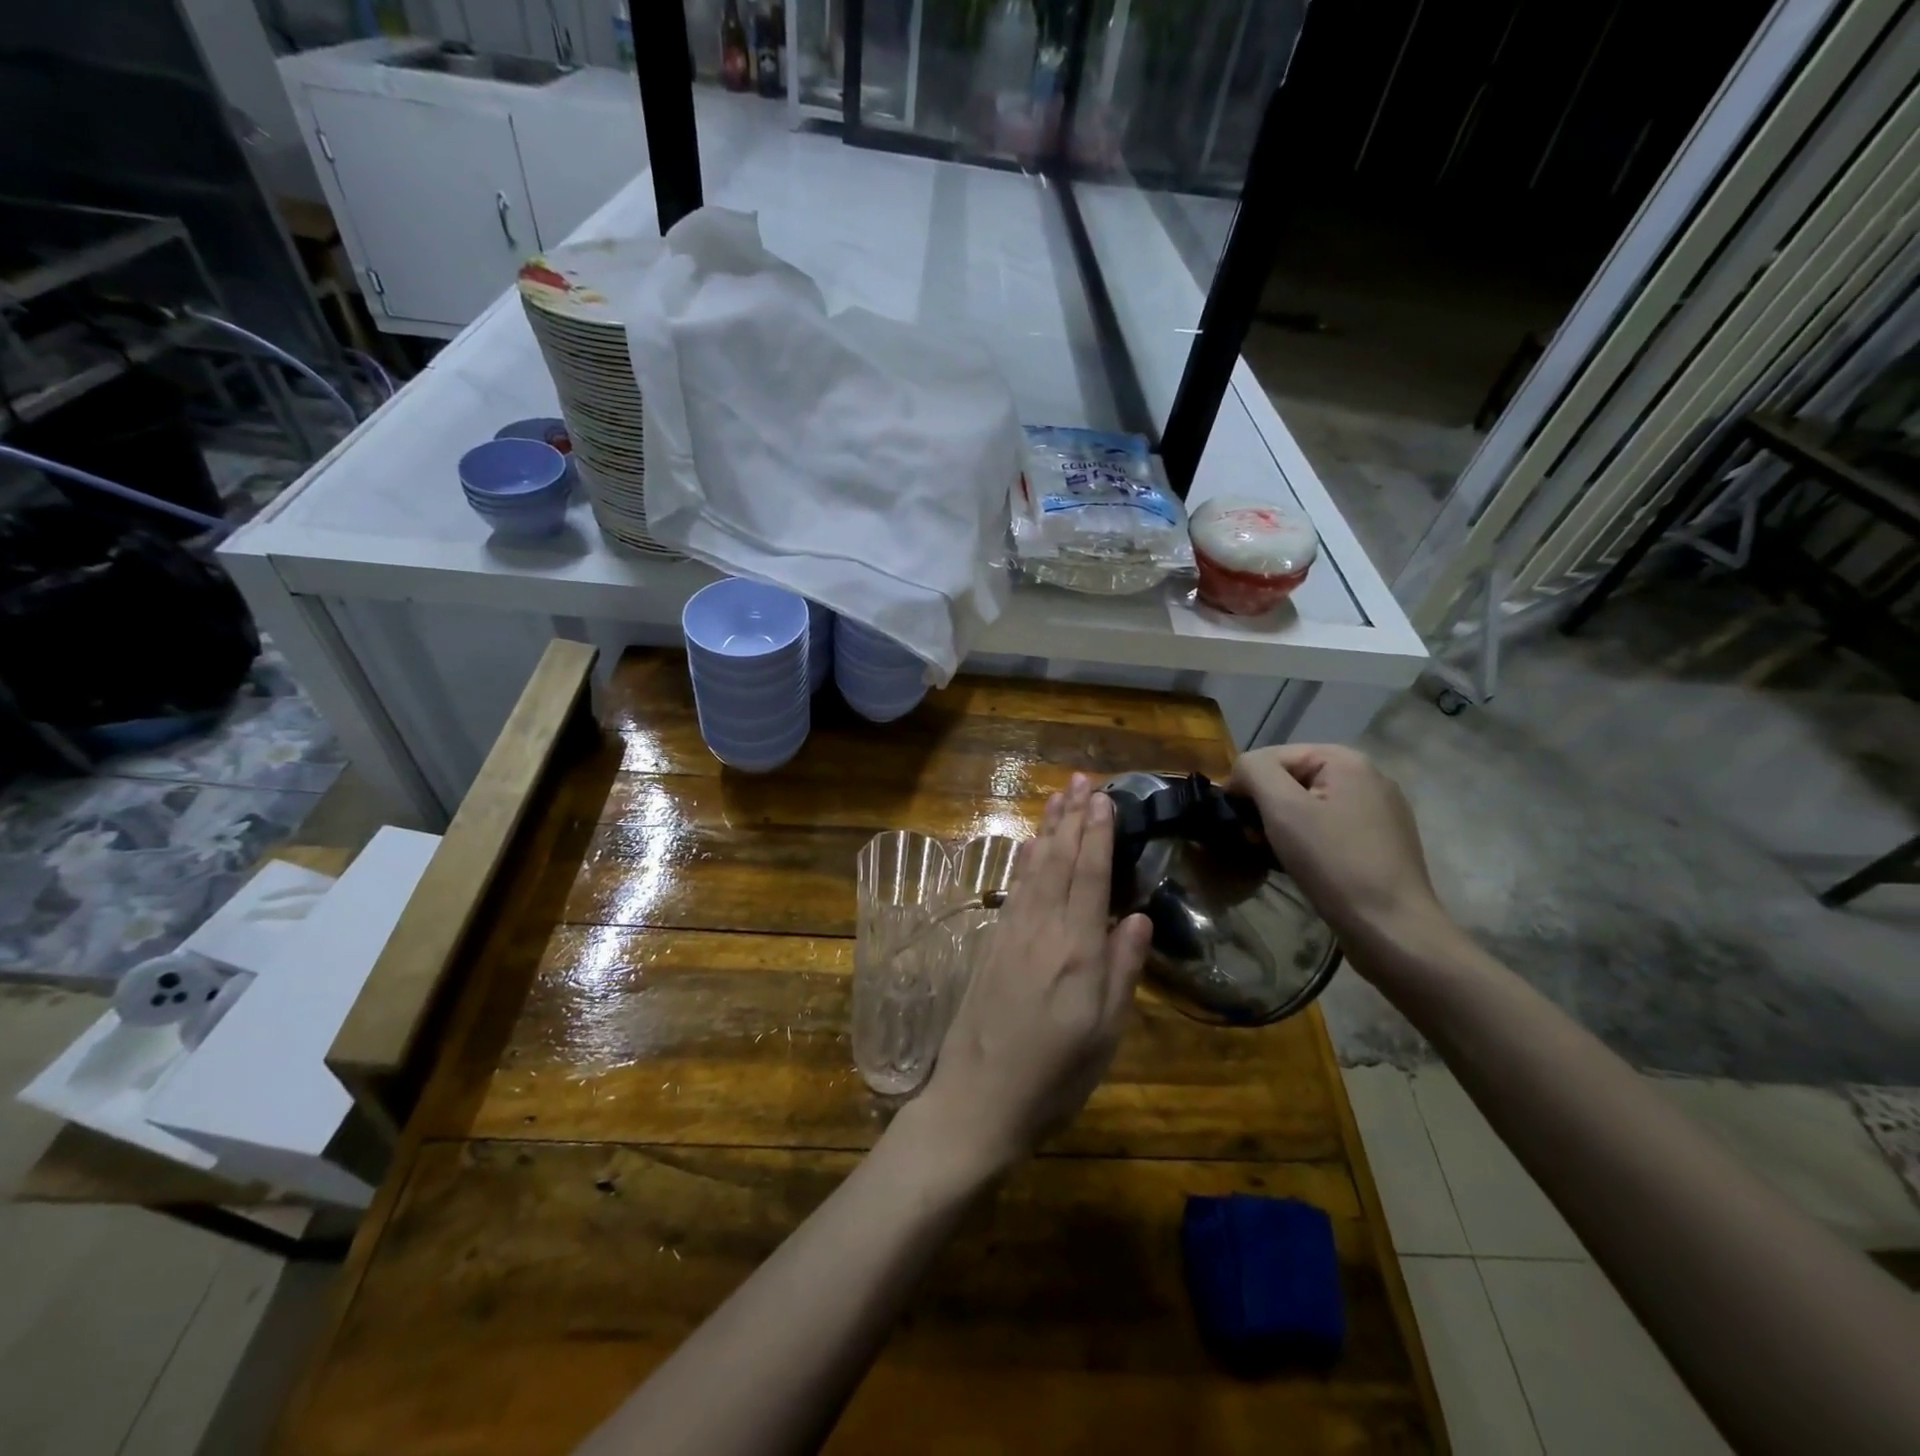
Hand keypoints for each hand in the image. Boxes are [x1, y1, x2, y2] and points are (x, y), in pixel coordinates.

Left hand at [903, 774, 1151, 1179]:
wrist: (977, 1102)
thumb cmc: (1053, 1077)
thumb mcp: (1104, 1035)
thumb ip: (1122, 971)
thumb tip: (1137, 915)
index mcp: (1078, 952)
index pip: (1091, 877)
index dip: (1098, 834)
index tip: (1104, 798)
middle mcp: (1043, 931)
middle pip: (1061, 862)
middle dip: (1073, 818)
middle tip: (1082, 779)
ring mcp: (1011, 935)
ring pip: (1035, 869)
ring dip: (1048, 830)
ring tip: (1058, 796)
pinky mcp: (991, 945)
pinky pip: (1014, 890)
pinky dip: (1025, 861)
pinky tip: (1031, 847)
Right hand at [1229, 745, 1452, 952]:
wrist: (1391, 928)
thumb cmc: (1333, 863)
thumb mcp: (1283, 808)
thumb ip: (1254, 772)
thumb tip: (1241, 772)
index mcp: (1346, 760)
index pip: (1272, 756)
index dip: (1246, 785)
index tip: (1237, 822)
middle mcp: (1368, 776)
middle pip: (1292, 778)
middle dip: (1266, 806)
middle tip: (1254, 841)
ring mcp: (1380, 809)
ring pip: (1310, 804)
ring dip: (1284, 825)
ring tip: (1275, 855)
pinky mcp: (1383, 840)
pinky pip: (1330, 826)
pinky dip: (1309, 839)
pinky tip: (1304, 865)